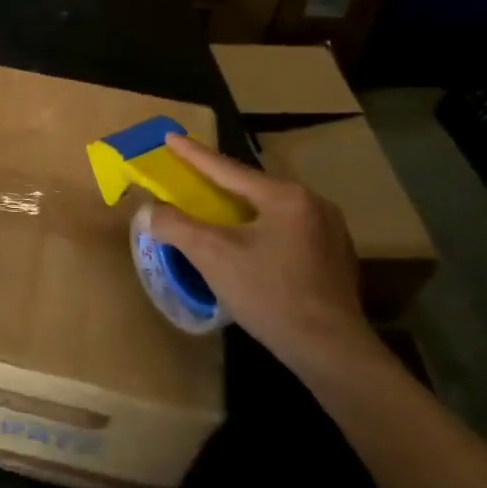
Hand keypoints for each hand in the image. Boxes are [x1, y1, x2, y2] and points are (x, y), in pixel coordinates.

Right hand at [147, 134, 377, 374]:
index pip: (227, 169)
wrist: (330, 350)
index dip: (193, 155)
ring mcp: (330, 231)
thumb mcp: (213, 256)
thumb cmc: (270, 295)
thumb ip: (177, 226)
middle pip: (252, 188)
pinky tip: (250, 247)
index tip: (171, 137)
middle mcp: (313, 204)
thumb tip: (151, 210)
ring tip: (216, 212)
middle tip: (191, 177)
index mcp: (285, 196)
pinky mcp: (335, 258)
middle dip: (219, 183)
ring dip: (241, 210)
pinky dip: (261, 231)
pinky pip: (287, 232)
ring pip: (271, 211)